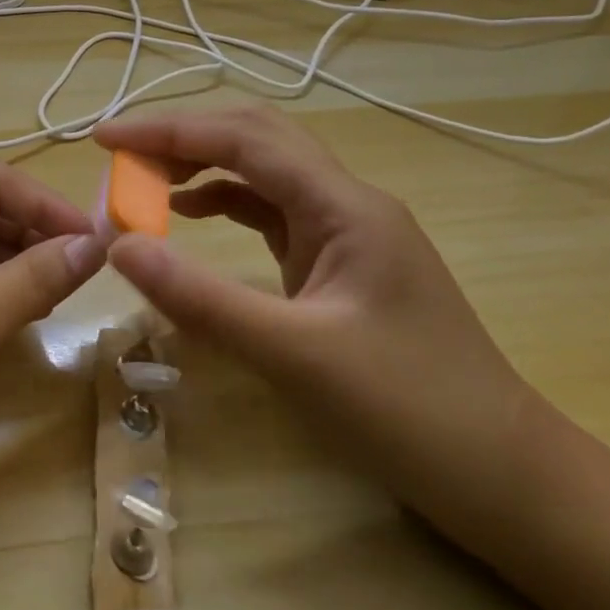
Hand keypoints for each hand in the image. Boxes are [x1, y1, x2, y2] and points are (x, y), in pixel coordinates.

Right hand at [95, 107, 544, 533]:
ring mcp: (344, 230)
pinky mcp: (336, 260)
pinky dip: (220, 201)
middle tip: (119, 156)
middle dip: (181, 137)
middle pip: (254, 137)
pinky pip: (268, 210)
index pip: (242, 139)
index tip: (103, 139)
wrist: (505, 478)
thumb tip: (119, 247)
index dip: (167, 131)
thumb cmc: (409, 413)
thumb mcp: (293, 355)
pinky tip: (188, 215)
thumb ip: (201, 298)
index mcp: (344, 206)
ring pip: (260, 170)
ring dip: (199, 165)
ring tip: (141, 182)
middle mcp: (345, 201)